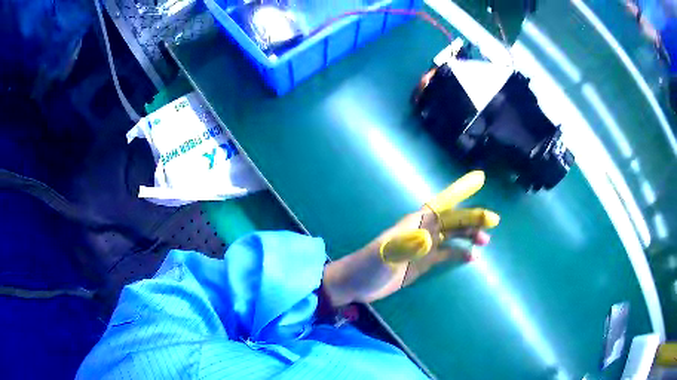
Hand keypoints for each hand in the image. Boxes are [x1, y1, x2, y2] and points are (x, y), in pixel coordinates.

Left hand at [322, 171, 498, 306]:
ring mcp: (423, 248)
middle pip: (452, 221)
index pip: (441, 204)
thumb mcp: (383, 255)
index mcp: (414, 223)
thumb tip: (430, 238)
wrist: (356, 284)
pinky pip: (446, 255)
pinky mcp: (423, 263)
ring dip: (469, 236)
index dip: (459, 191)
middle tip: (493, 221)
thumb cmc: (367, 266)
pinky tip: (472, 258)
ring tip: (486, 241)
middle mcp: (422, 231)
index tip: (478, 180)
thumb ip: (404, 246)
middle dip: (472, 218)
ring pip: (452, 237)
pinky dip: (460, 254)